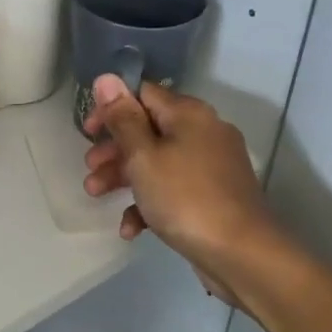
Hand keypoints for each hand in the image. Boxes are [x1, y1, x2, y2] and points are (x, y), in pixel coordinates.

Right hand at [82, 76, 285, 304]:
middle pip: (148, 129)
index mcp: (188, 114)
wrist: (243, 253)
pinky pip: (173, 189)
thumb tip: (107, 77)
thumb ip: (122, 118)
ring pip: (158, 161)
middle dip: (114, 149)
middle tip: (89, 167)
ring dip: (124, 176)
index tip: (89, 131)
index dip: (112, 107)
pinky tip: (130, 229)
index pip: (143, 93)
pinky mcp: (213, 196)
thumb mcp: (143, 156)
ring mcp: (210, 166)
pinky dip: (150, 202)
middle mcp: (203, 132)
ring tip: (95, 195)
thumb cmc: (185, 197)